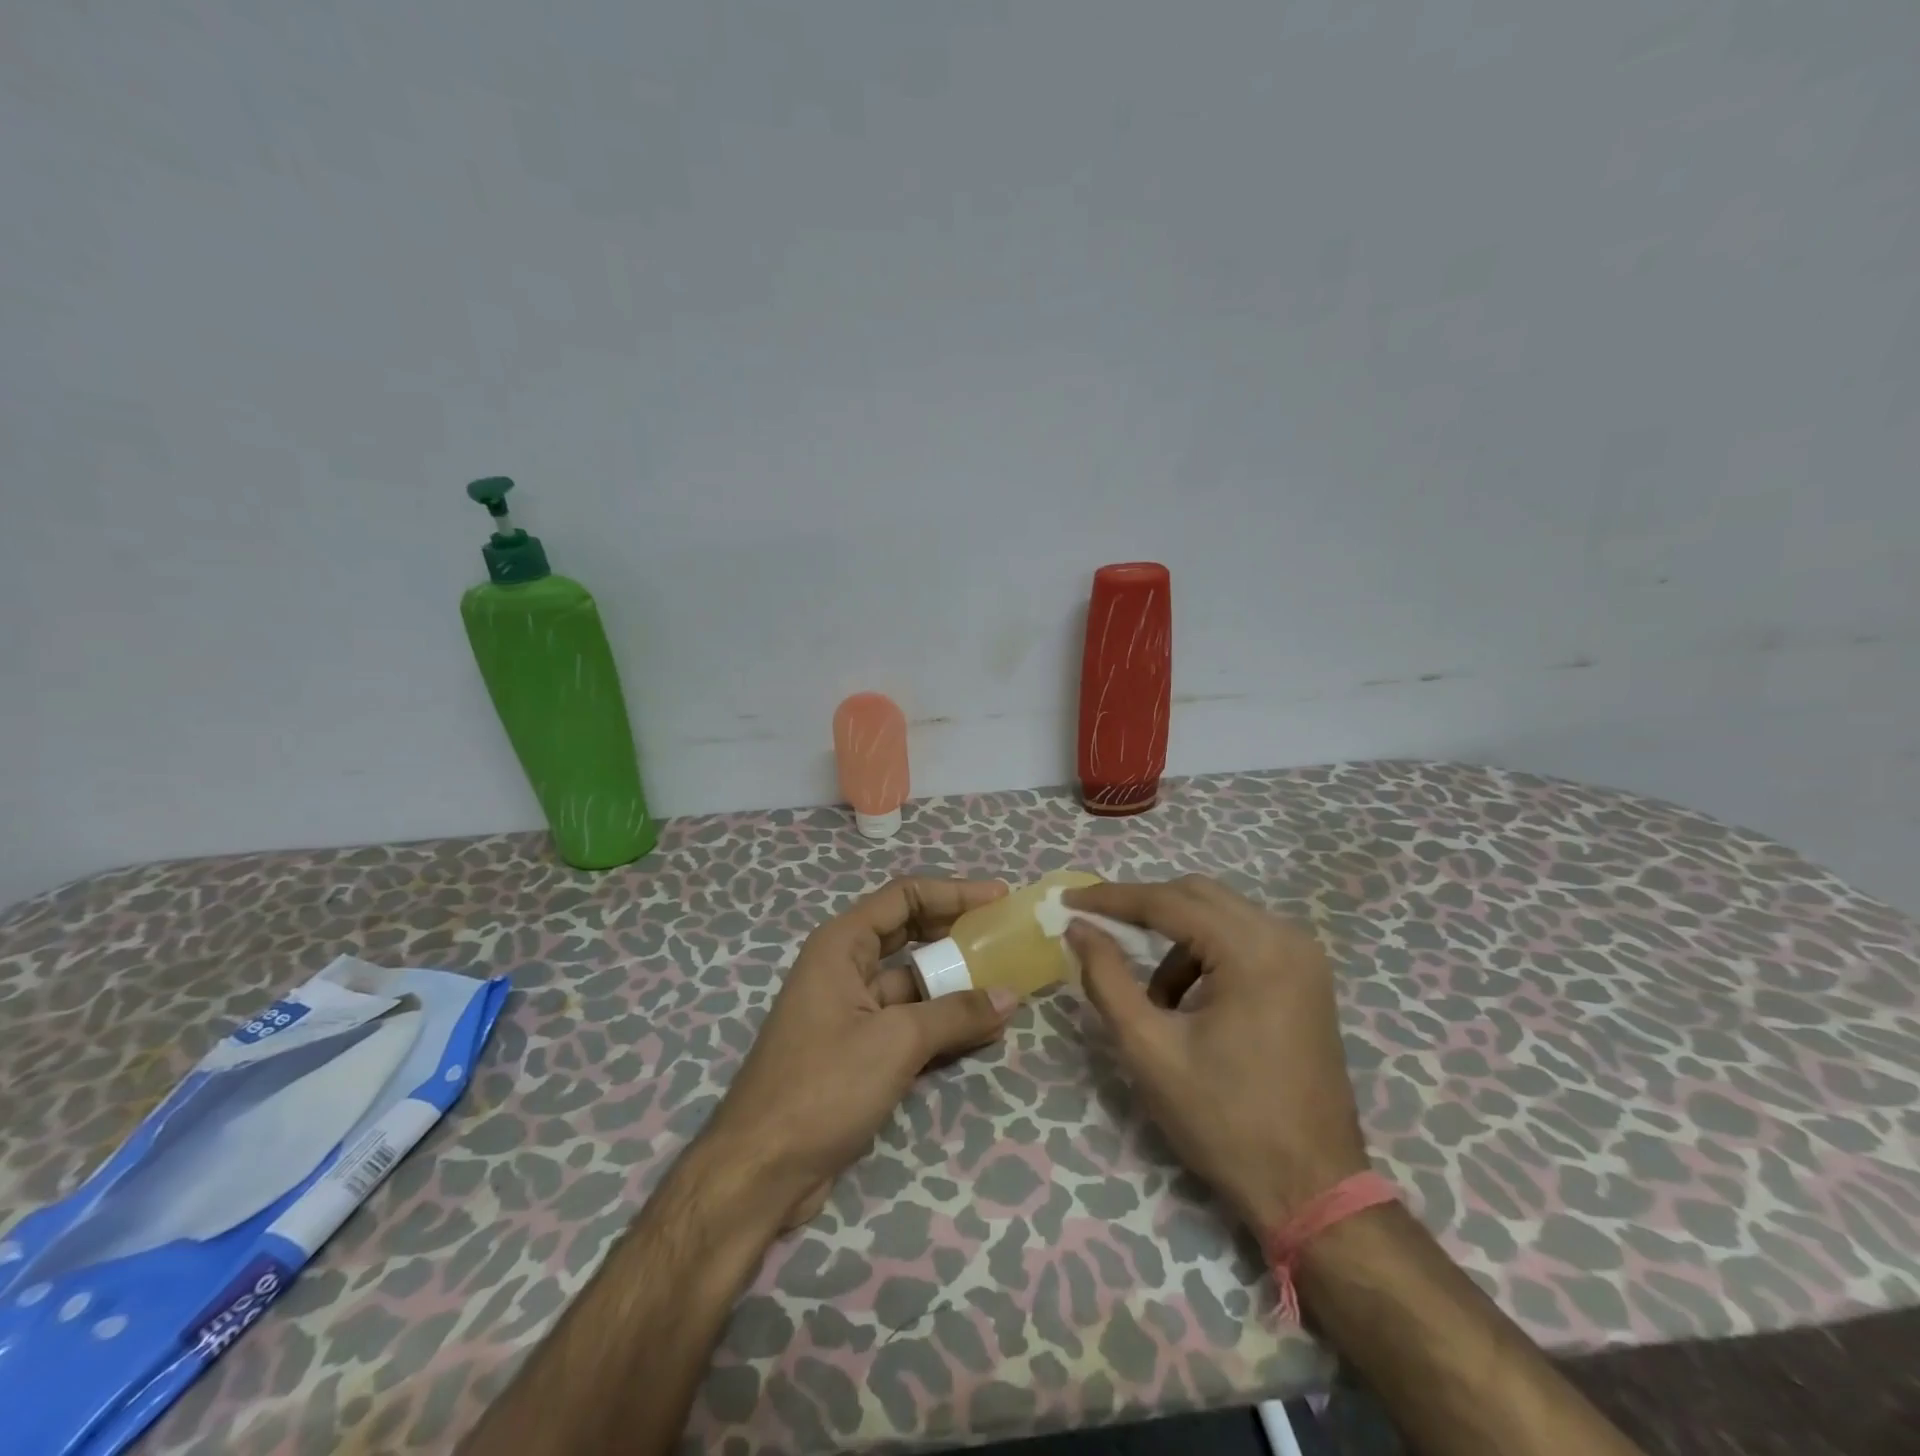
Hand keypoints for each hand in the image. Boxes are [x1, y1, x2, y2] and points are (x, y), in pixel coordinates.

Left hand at [702, 877, 1018, 1230]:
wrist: (761, 1170)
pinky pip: (909, 1022)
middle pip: (909, 935)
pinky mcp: (858, 1050)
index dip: (953, 892)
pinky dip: (943, 1022)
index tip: (999, 898)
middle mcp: (844, 967)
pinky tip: (983, 1030)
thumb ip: (955, 1014)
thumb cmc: (823, 1085)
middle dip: (957, 935)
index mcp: (841, 945)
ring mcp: (850, 1011)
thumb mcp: (895, 1041)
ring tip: (1007, 986)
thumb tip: (1009, 995)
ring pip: (913, 983)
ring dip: (956, 984)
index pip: (904, 897)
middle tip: (1005, 937)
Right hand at [1064, 876, 1369, 1232]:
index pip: (1168, 902)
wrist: (1312, 1191)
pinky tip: (1188, 1003)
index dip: (1111, 898)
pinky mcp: (1306, 978)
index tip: (1067, 901)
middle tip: (1096, 928)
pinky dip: (1204, 955)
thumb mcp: (1149, 1049)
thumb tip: (1078, 928)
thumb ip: (1107, 978)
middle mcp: (1286, 937)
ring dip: (1174, 938)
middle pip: (1197, 895)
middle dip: (1142, 908)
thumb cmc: (1225, 1121)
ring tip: (1151, 996)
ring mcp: (1304, 957)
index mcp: (1253, 950)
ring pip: (1219, 914)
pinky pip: (1242, 939)